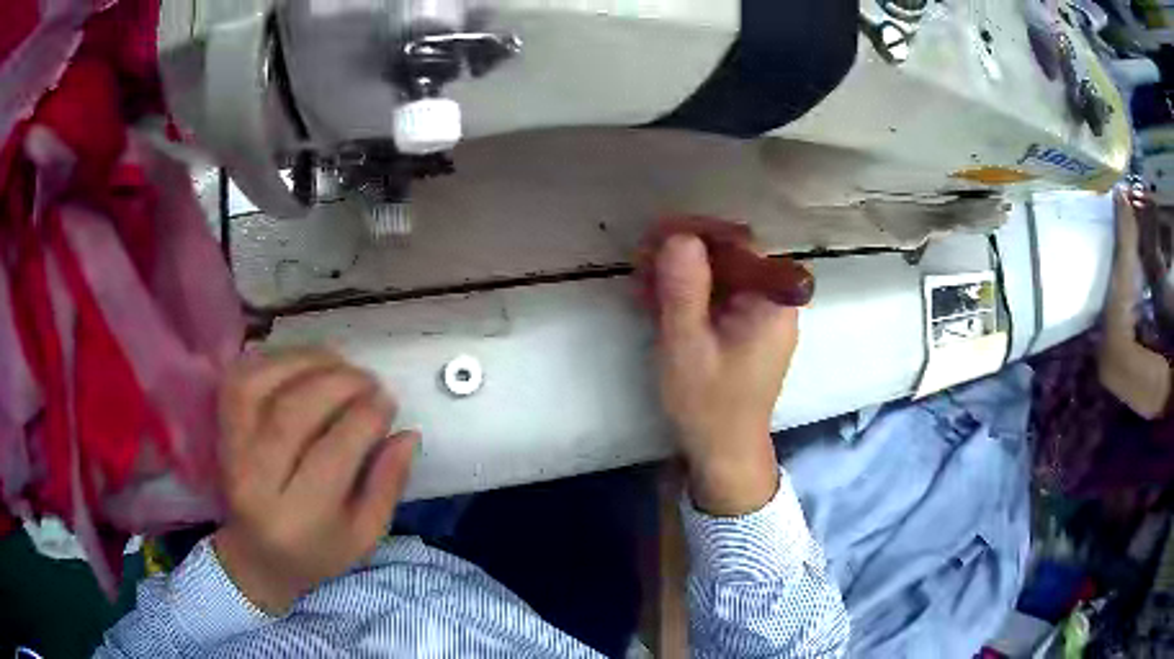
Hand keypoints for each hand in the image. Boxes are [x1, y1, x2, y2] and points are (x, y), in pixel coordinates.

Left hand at [212, 349, 418, 614]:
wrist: (257, 556)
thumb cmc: (317, 551)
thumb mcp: (364, 536)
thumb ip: (388, 486)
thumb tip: (408, 434)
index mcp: (296, 518)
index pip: (332, 453)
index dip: (365, 418)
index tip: (388, 401)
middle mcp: (254, 481)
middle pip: (292, 413)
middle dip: (339, 384)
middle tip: (369, 380)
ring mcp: (231, 450)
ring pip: (262, 385)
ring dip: (306, 362)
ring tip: (340, 363)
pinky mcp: (222, 430)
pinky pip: (241, 378)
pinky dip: (273, 360)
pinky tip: (303, 362)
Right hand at [653, 235, 798, 516]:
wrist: (723, 453)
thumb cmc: (709, 405)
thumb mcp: (687, 346)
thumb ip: (684, 290)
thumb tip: (679, 236)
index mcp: (772, 302)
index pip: (741, 244)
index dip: (698, 233)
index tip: (657, 235)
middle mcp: (773, 302)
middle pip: (730, 256)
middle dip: (684, 252)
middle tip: (640, 257)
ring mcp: (759, 316)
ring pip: (720, 275)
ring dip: (680, 272)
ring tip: (640, 279)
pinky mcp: (744, 330)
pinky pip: (718, 298)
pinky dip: (688, 294)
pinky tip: (654, 299)